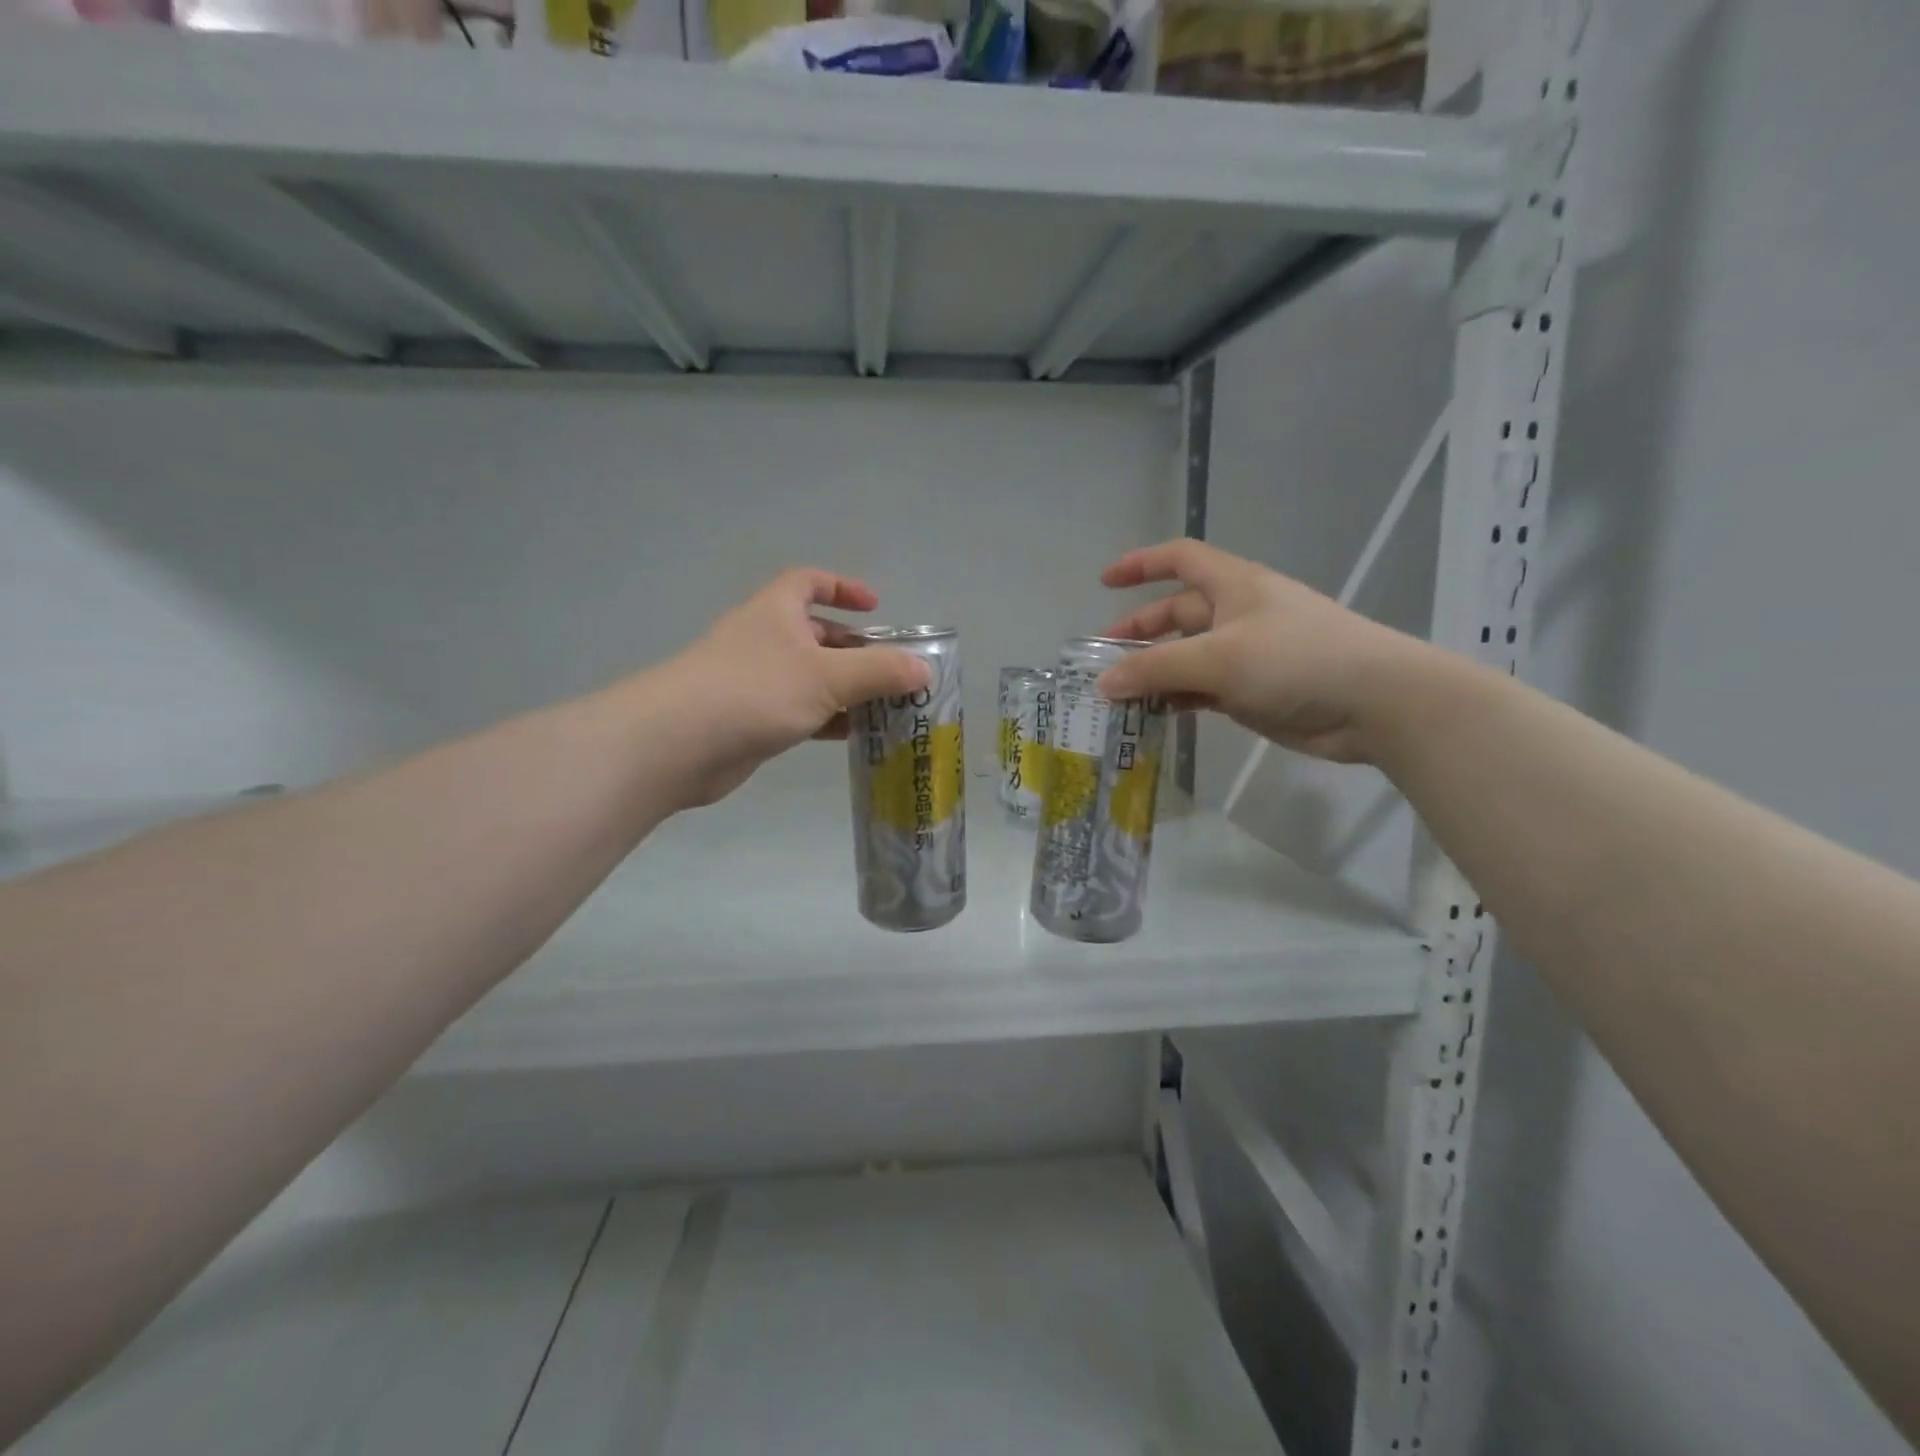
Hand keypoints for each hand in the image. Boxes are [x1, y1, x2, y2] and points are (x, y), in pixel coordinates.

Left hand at [646, 569, 928, 807]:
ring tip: (886, 708)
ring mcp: (755, 681)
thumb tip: (924, 669)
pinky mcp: (751, 720)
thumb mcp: (827, 676)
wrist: (679, 743)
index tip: (875, 608)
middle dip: (855, 650)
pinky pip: (799, 711)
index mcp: (776, 612)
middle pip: (816, 635)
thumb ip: (878, 672)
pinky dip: (826, 719)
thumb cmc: (756, 691)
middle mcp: (764, 640)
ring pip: (810, 677)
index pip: (809, 582)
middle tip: (892, 672)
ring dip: (845, 689)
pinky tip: (854, 736)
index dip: (842, 588)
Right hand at [1096, 540, 1435, 765]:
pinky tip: (1155, 715)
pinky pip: (1202, 689)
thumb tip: (1104, 682)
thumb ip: (1156, 669)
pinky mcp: (1253, 690)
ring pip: (1187, 657)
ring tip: (1119, 696)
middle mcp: (1237, 613)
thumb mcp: (1218, 658)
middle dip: (1138, 633)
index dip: (1141, 564)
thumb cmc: (1295, 659)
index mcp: (1233, 585)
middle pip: (1176, 614)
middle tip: (1102, 661)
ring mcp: (1246, 654)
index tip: (1104, 583)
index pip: (1179, 559)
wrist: (1374, 703)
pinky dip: (1177, 698)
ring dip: (1154, 673)